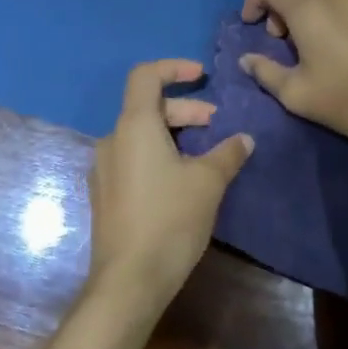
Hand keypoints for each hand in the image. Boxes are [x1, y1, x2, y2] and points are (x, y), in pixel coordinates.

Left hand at [87, 59, 254, 314]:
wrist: (129, 279)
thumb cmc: (170, 220)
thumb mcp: (208, 183)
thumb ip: (227, 154)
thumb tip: (244, 139)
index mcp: (133, 126)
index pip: (145, 76)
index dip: (173, 68)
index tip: (201, 76)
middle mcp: (112, 140)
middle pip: (146, 107)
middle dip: (183, 109)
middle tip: (214, 123)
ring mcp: (104, 169)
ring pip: (140, 135)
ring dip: (172, 134)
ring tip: (203, 154)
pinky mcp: (104, 194)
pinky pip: (132, 159)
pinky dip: (157, 155)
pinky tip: (180, 180)